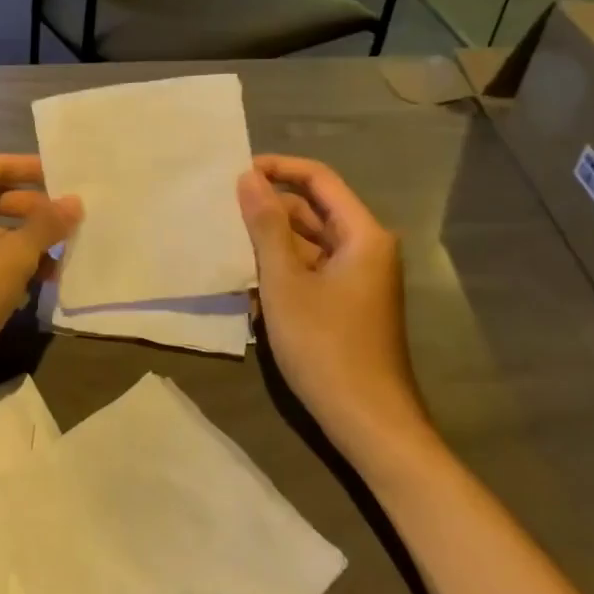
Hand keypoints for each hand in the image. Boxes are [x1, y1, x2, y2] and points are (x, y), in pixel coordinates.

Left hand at [0, 155, 80, 390]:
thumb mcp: (13, 256)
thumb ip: (45, 225)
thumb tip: (74, 202)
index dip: (31, 169)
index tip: (66, 176)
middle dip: (32, 211)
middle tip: (70, 222)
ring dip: (24, 243)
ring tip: (61, 259)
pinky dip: (7, 266)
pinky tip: (36, 284)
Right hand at [238, 155, 433, 468]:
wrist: (369, 424)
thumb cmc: (326, 346)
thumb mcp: (285, 281)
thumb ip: (265, 225)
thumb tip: (248, 176)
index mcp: (362, 234)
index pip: (319, 179)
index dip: (278, 169)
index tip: (237, 173)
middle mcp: (365, 248)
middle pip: (313, 210)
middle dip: (270, 209)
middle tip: (224, 213)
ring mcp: (358, 278)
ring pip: (309, 242)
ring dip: (271, 242)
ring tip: (229, 247)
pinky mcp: (347, 303)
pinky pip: (311, 269)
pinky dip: (283, 270)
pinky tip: (250, 286)